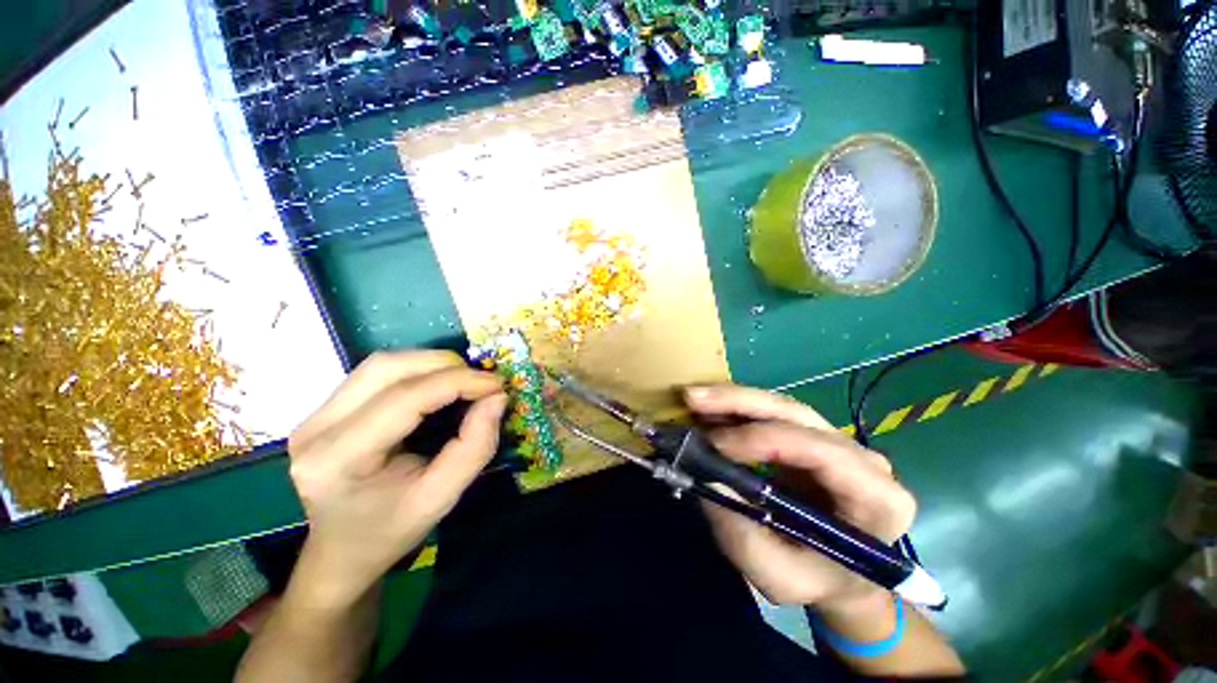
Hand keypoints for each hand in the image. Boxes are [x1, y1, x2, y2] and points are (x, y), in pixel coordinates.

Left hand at [286, 350, 507, 608]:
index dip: (458, 382)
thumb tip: (497, 398)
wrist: (341, 552)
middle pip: (386, 368)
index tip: (497, 385)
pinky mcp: (325, 409)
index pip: (404, 398)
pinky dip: (417, 372)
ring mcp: (315, 415)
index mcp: (338, 459)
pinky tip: (438, 386)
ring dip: (431, 364)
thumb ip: (475, 446)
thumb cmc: (391, 531)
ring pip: (381, 364)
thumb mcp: (442, 498)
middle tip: (481, 381)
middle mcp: (317, 428)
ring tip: (464, 381)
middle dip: (444, 365)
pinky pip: (377, 374)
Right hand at [684, 385, 915, 612]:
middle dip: (740, 403)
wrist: (840, 578)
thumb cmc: (817, 581)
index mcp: (876, 497)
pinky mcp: (812, 436)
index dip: (763, 440)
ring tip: (694, 399)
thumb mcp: (780, 578)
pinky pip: (772, 414)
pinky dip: (736, 410)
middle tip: (694, 398)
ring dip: (734, 400)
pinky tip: (708, 410)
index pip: (820, 451)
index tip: (714, 446)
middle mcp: (862, 458)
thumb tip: (707, 478)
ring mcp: (837, 442)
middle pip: (797, 415)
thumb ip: (744, 537)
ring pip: (781, 406)